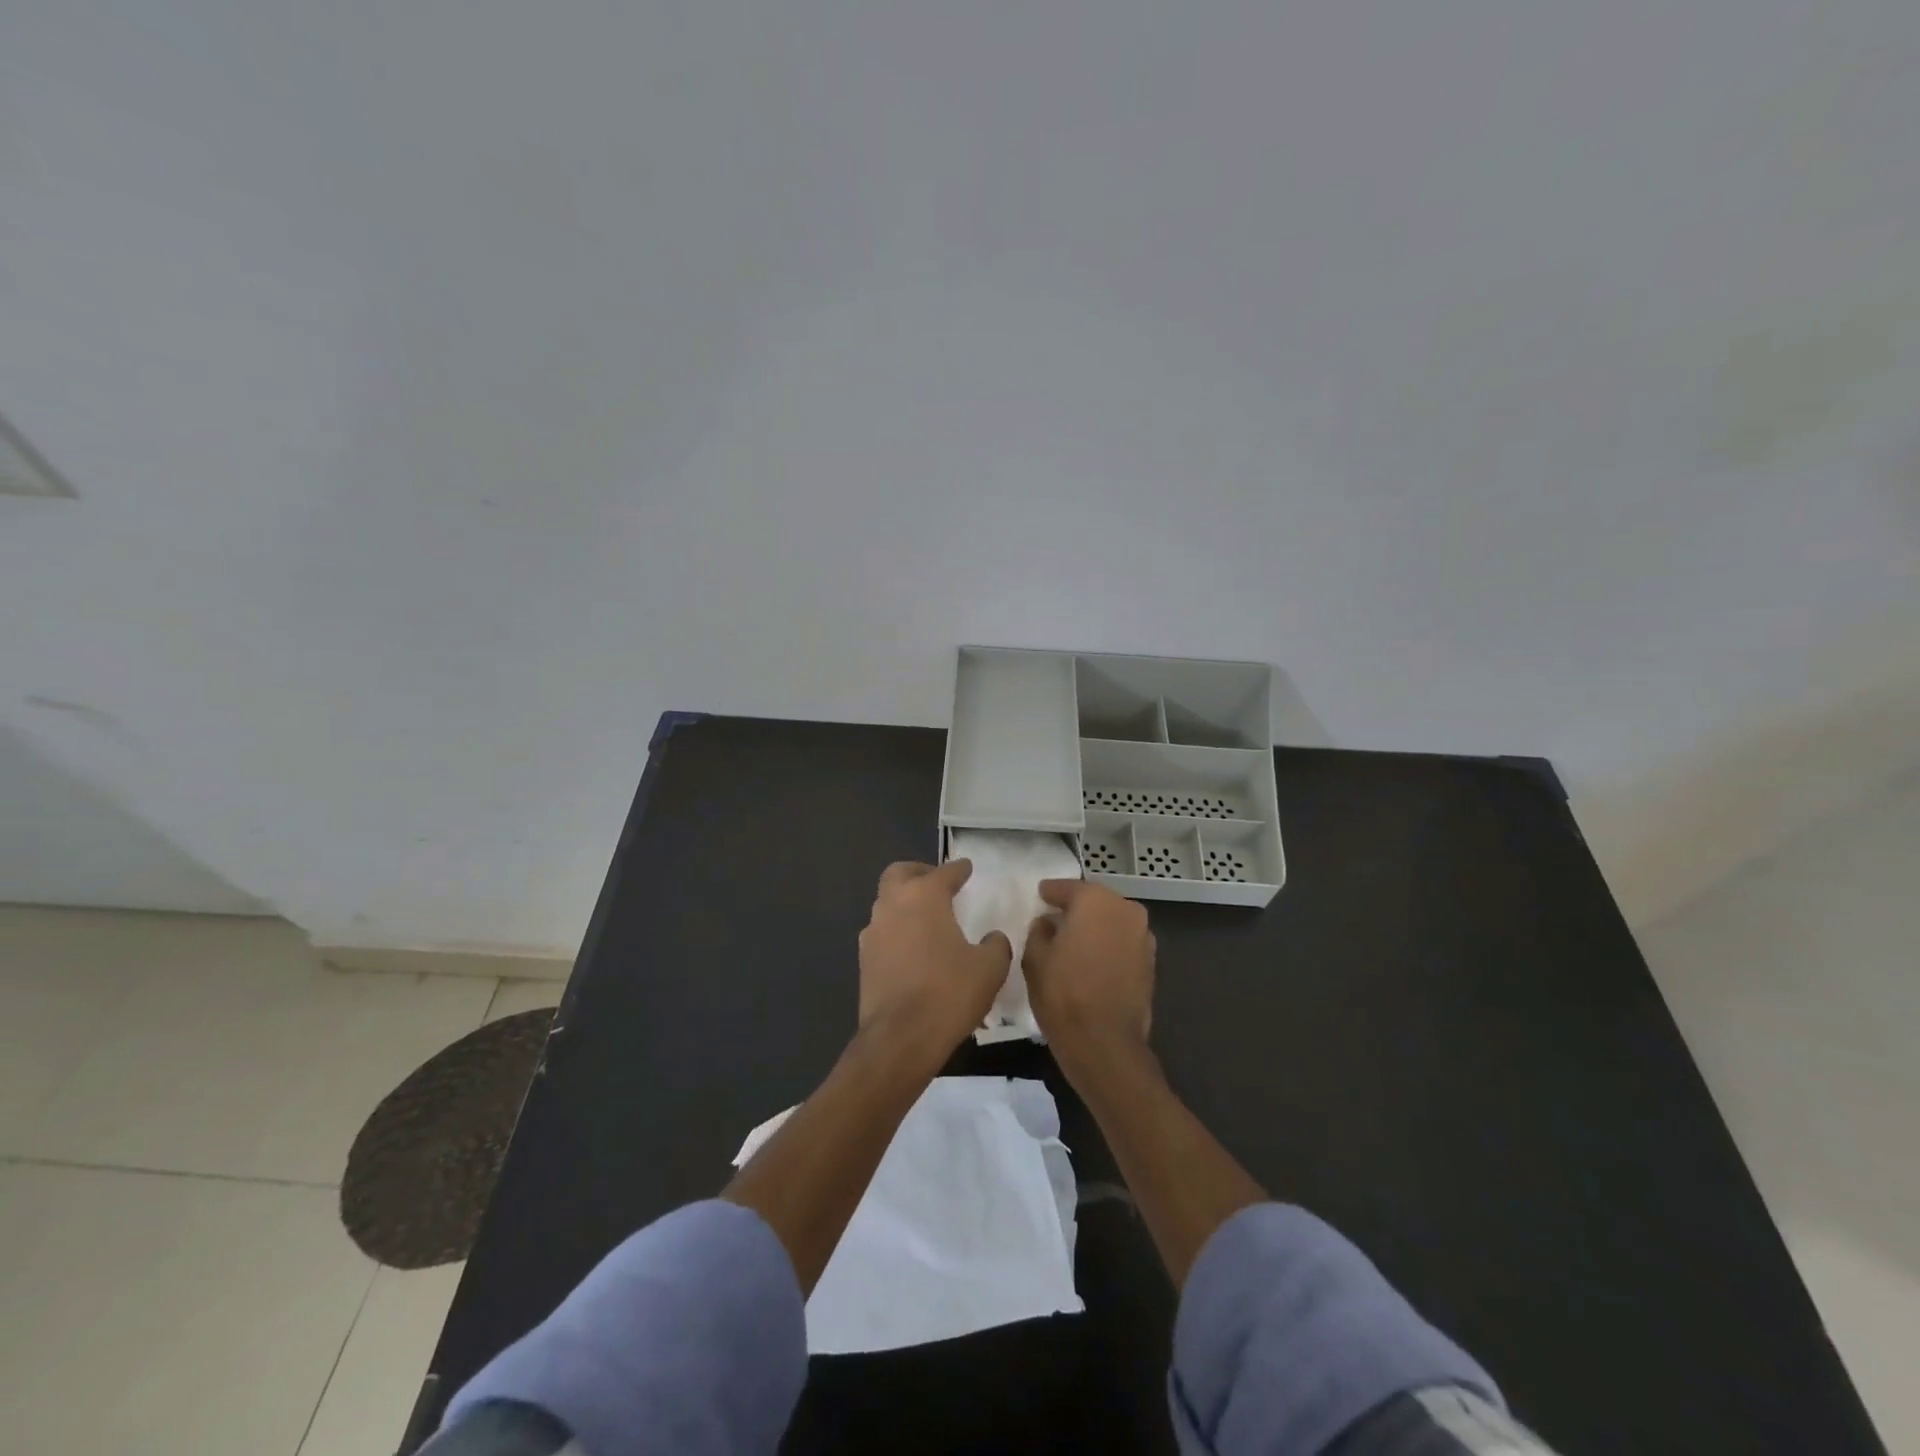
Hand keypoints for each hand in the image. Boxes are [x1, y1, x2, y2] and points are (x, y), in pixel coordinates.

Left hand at [857, 859, 1010, 1065]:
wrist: (900, 1038)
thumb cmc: (949, 993)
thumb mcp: (989, 968)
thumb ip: (995, 945)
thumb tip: (993, 938)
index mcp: (924, 897)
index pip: (944, 873)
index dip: (958, 869)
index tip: (966, 868)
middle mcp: (893, 905)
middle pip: (899, 874)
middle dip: (919, 873)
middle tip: (937, 883)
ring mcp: (873, 933)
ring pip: (886, 903)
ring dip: (905, 903)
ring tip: (928, 919)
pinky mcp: (864, 960)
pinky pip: (882, 933)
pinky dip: (898, 931)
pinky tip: (914, 950)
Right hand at [1023, 879, 1155, 1071]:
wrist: (1105, 1044)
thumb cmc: (1064, 994)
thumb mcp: (1035, 959)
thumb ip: (1039, 932)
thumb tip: (1047, 924)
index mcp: (1096, 901)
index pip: (1069, 888)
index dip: (1051, 892)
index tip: (1040, 894)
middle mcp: (1126, 910)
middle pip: (1095, 902)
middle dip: (1076, 908)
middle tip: (1054, 917)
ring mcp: (1143, 937)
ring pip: (1112, 922)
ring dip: (1094, 927)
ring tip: (1072, 940)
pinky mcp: (1151, 963)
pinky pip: (1122, 943)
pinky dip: (1107, 945)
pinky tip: (1090, 959)